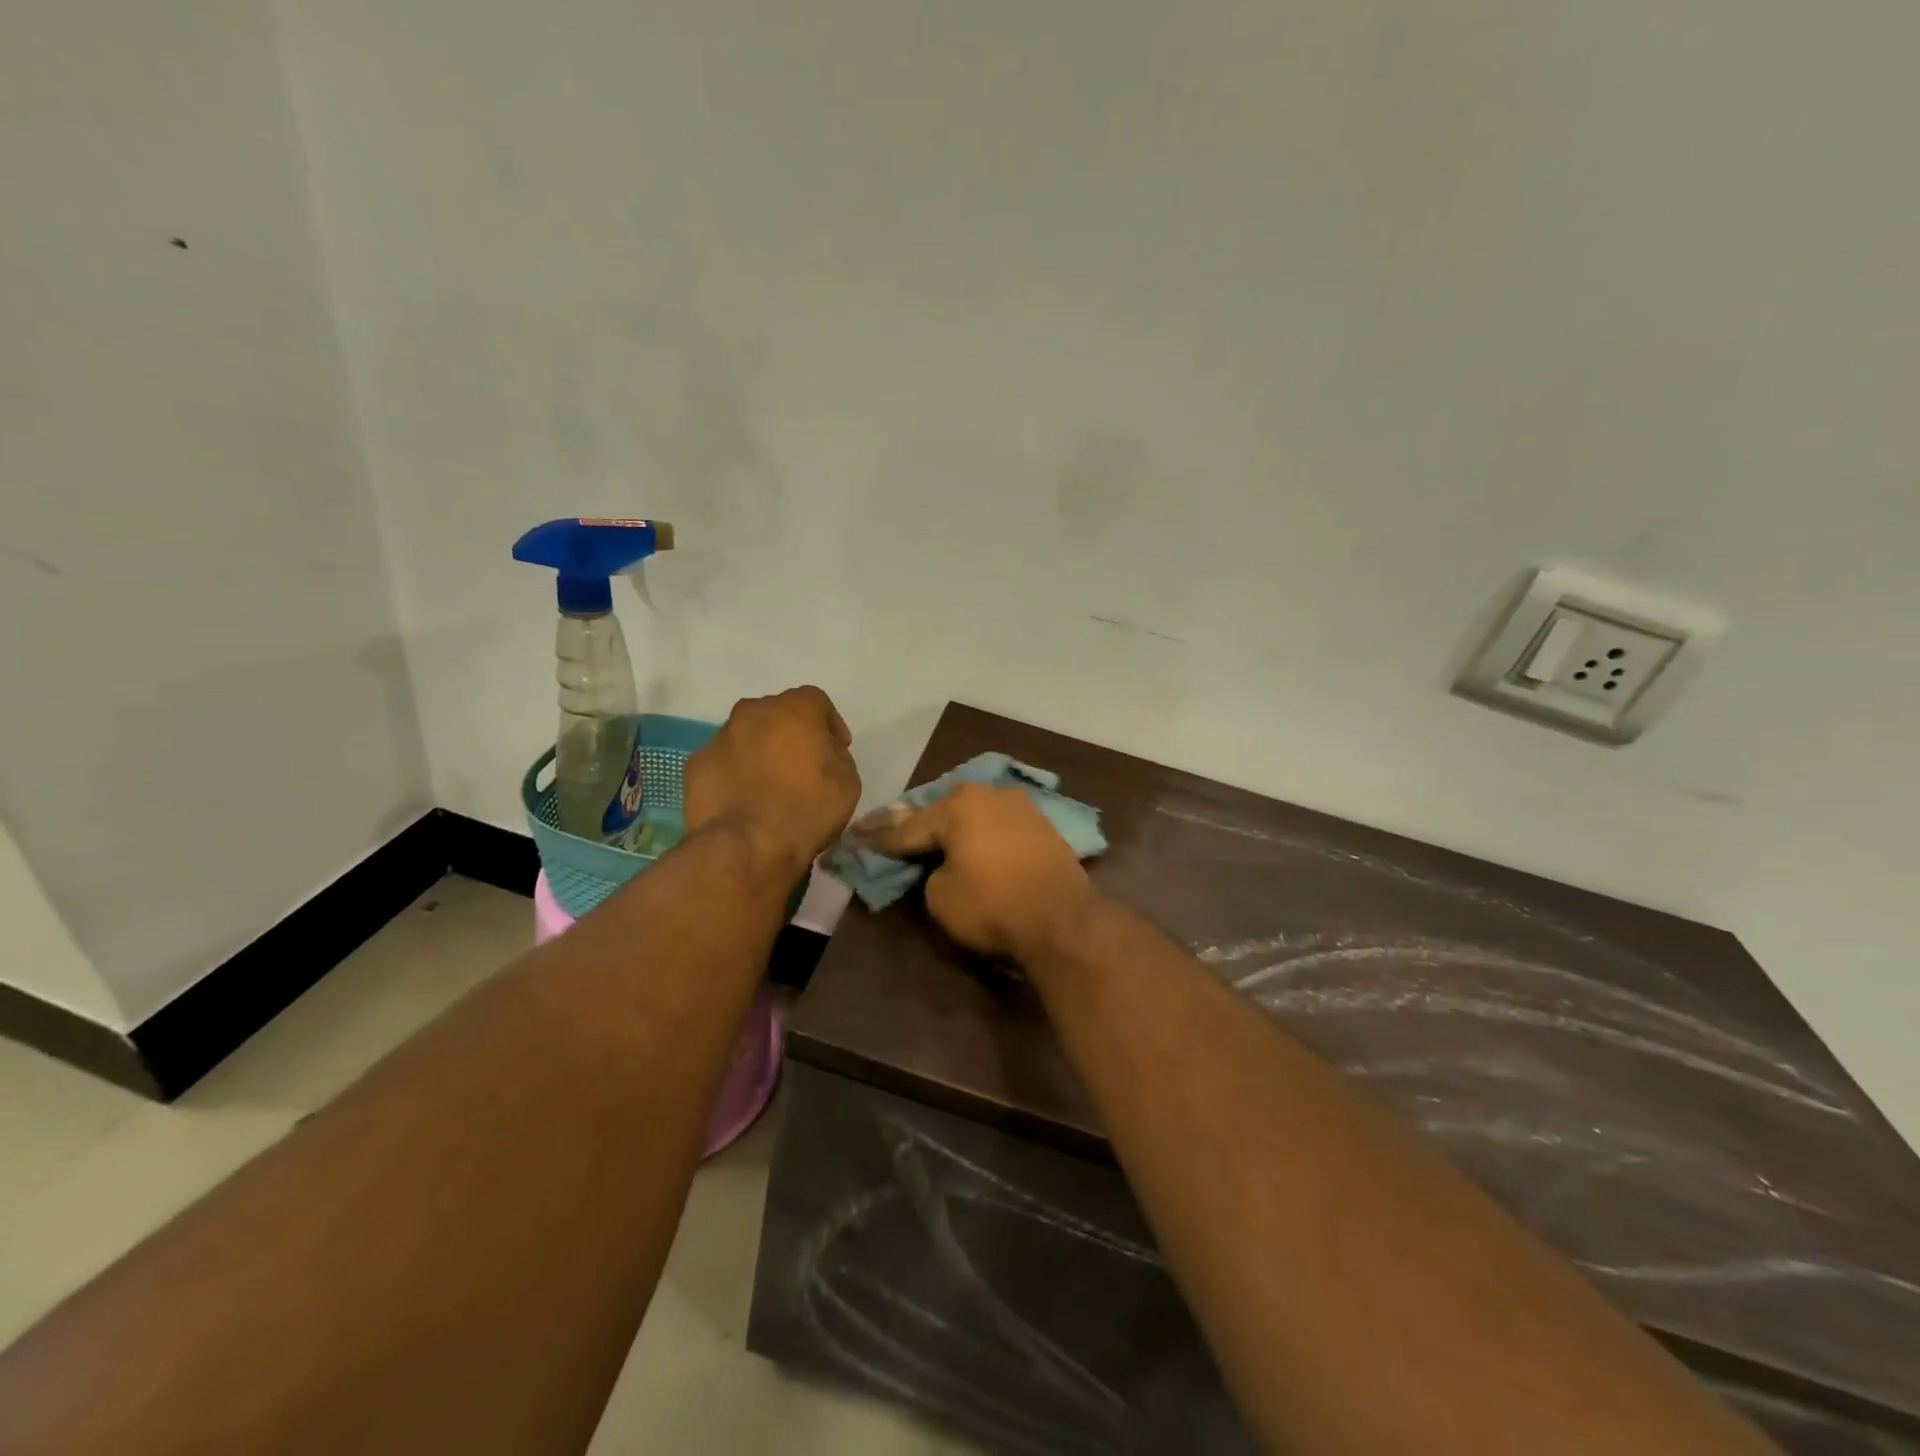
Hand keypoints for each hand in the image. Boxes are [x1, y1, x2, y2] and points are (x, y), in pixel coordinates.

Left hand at [683, 687, 859, 871]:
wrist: (746, 846)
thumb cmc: (806, 809)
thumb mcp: (848, 782)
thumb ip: (836, 755)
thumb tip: (822, 753)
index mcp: (794, 709)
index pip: (816, 701)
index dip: (830, 724)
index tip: (837, 749)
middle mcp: (752, 712)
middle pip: (777, 713)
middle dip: (791, 733)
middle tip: (803, 764)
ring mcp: (719, 738)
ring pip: (746, 736)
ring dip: (760, 751)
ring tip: (770, 785)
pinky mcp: (695, 765)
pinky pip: (723, 761)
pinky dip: (735, 773)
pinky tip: (744, 799)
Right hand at [853, 784, 1098, 957]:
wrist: (1063, 920)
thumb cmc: (992, 905)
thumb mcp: (941, 896)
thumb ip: (929, 872)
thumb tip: (941, 864)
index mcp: (958, 806)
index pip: (907, 826)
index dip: (878, 837)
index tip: (855, 836)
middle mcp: (989, 795)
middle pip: (941, 812)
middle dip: (915, 823)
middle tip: (886, 829)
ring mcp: (1020, 807)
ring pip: (973, 815)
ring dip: (951, 826)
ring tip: (929, 835)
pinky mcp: (1042, 826)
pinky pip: (998, 826)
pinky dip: (981, 835)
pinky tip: (972, 841)